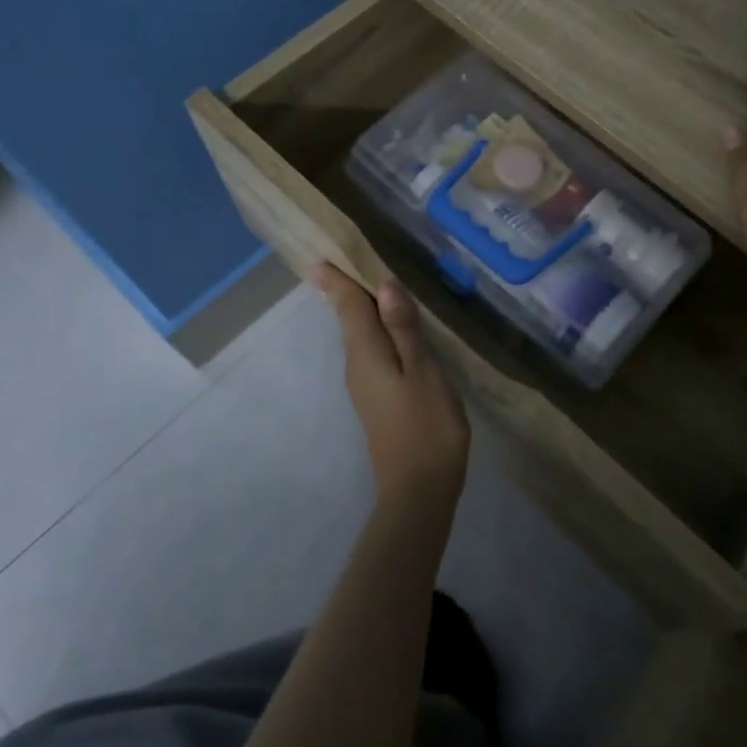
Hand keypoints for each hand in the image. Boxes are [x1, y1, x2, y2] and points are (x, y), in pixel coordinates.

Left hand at [314, 265, 469, 508]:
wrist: (418, 491)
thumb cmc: (426, 427)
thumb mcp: (423, 372)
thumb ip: (404, 329)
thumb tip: (384, 285)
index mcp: (365, 353)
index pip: (347, 306)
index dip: (336, 280)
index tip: (319, 255)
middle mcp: (356, 364)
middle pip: (349, 317)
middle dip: (346, 288)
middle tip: (345, 256)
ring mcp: (364, 384)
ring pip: (359, 334)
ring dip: (361, 307)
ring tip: (372, 280)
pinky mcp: (376, 398)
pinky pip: (370, 349)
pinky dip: (375, 328)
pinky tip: (392, 325)